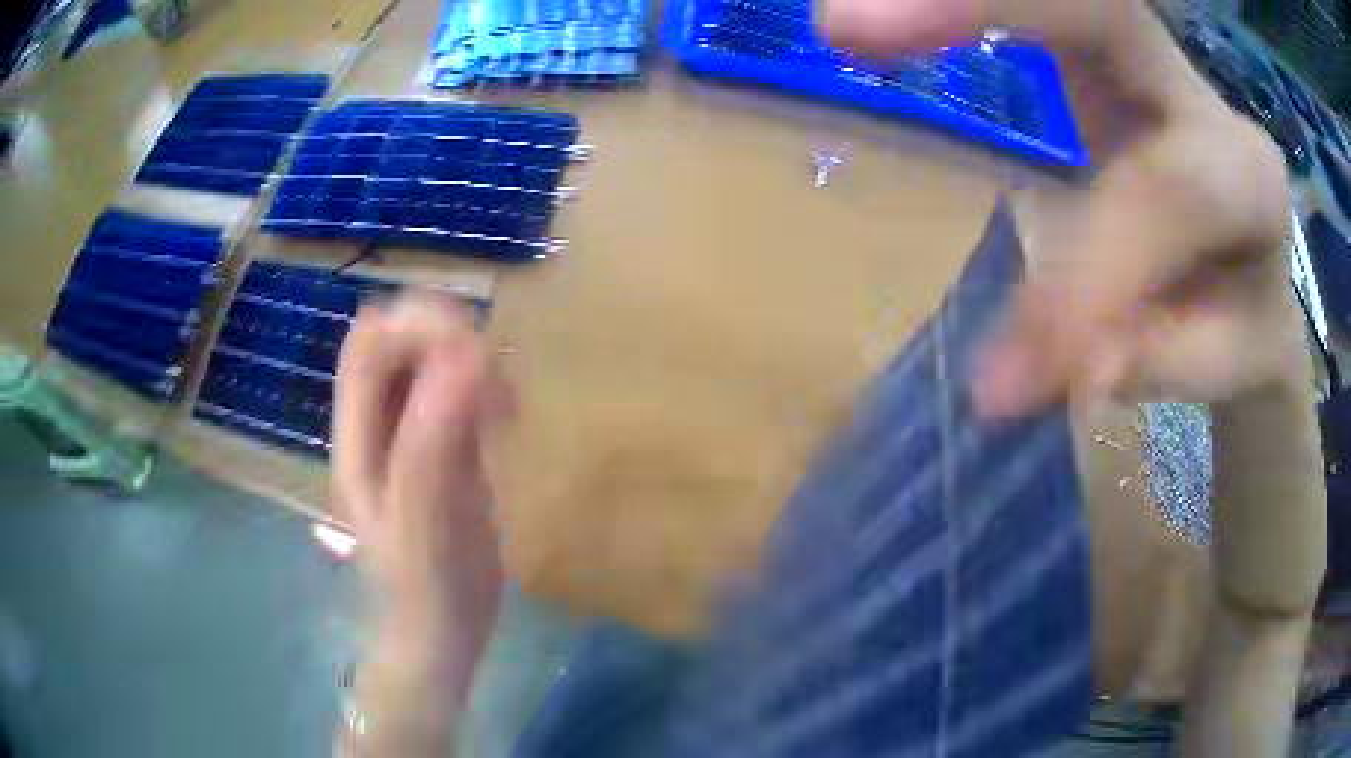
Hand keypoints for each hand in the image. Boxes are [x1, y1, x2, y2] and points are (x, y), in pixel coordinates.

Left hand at [333, 294, 504, 684]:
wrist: (443, 631)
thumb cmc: (429, 588)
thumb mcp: (427, 520)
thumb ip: (434, 440)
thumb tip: (465, 353)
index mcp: (356, 438)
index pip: (366, 346)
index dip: (413, 325)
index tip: (473, 348)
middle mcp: (374, 426)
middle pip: (395, 342)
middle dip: (445, 338)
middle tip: (495, 377)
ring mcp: (406, 434)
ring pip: (427, 362)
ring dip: (469, 362)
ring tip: (505, 406)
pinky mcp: (439, 448)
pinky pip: (455, 392)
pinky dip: (484, 389)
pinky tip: (508, 421)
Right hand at [821, 0, 1303, 414]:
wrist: (1252, 274)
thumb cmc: (1240, 328)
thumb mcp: (1216, 365)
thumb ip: (1146, 359)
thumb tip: (1034, 375)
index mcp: (1250, 179)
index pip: (1169, 194)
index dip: (1087, 272)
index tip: (999, 380)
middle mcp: (1201, 92)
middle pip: (1103, 10)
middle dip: (988, 8)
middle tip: (846, 27)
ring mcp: (1150, 57)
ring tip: (842, 24)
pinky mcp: (1102, 53)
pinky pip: (1040, 11)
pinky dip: (960, 10)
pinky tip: (884, 24)